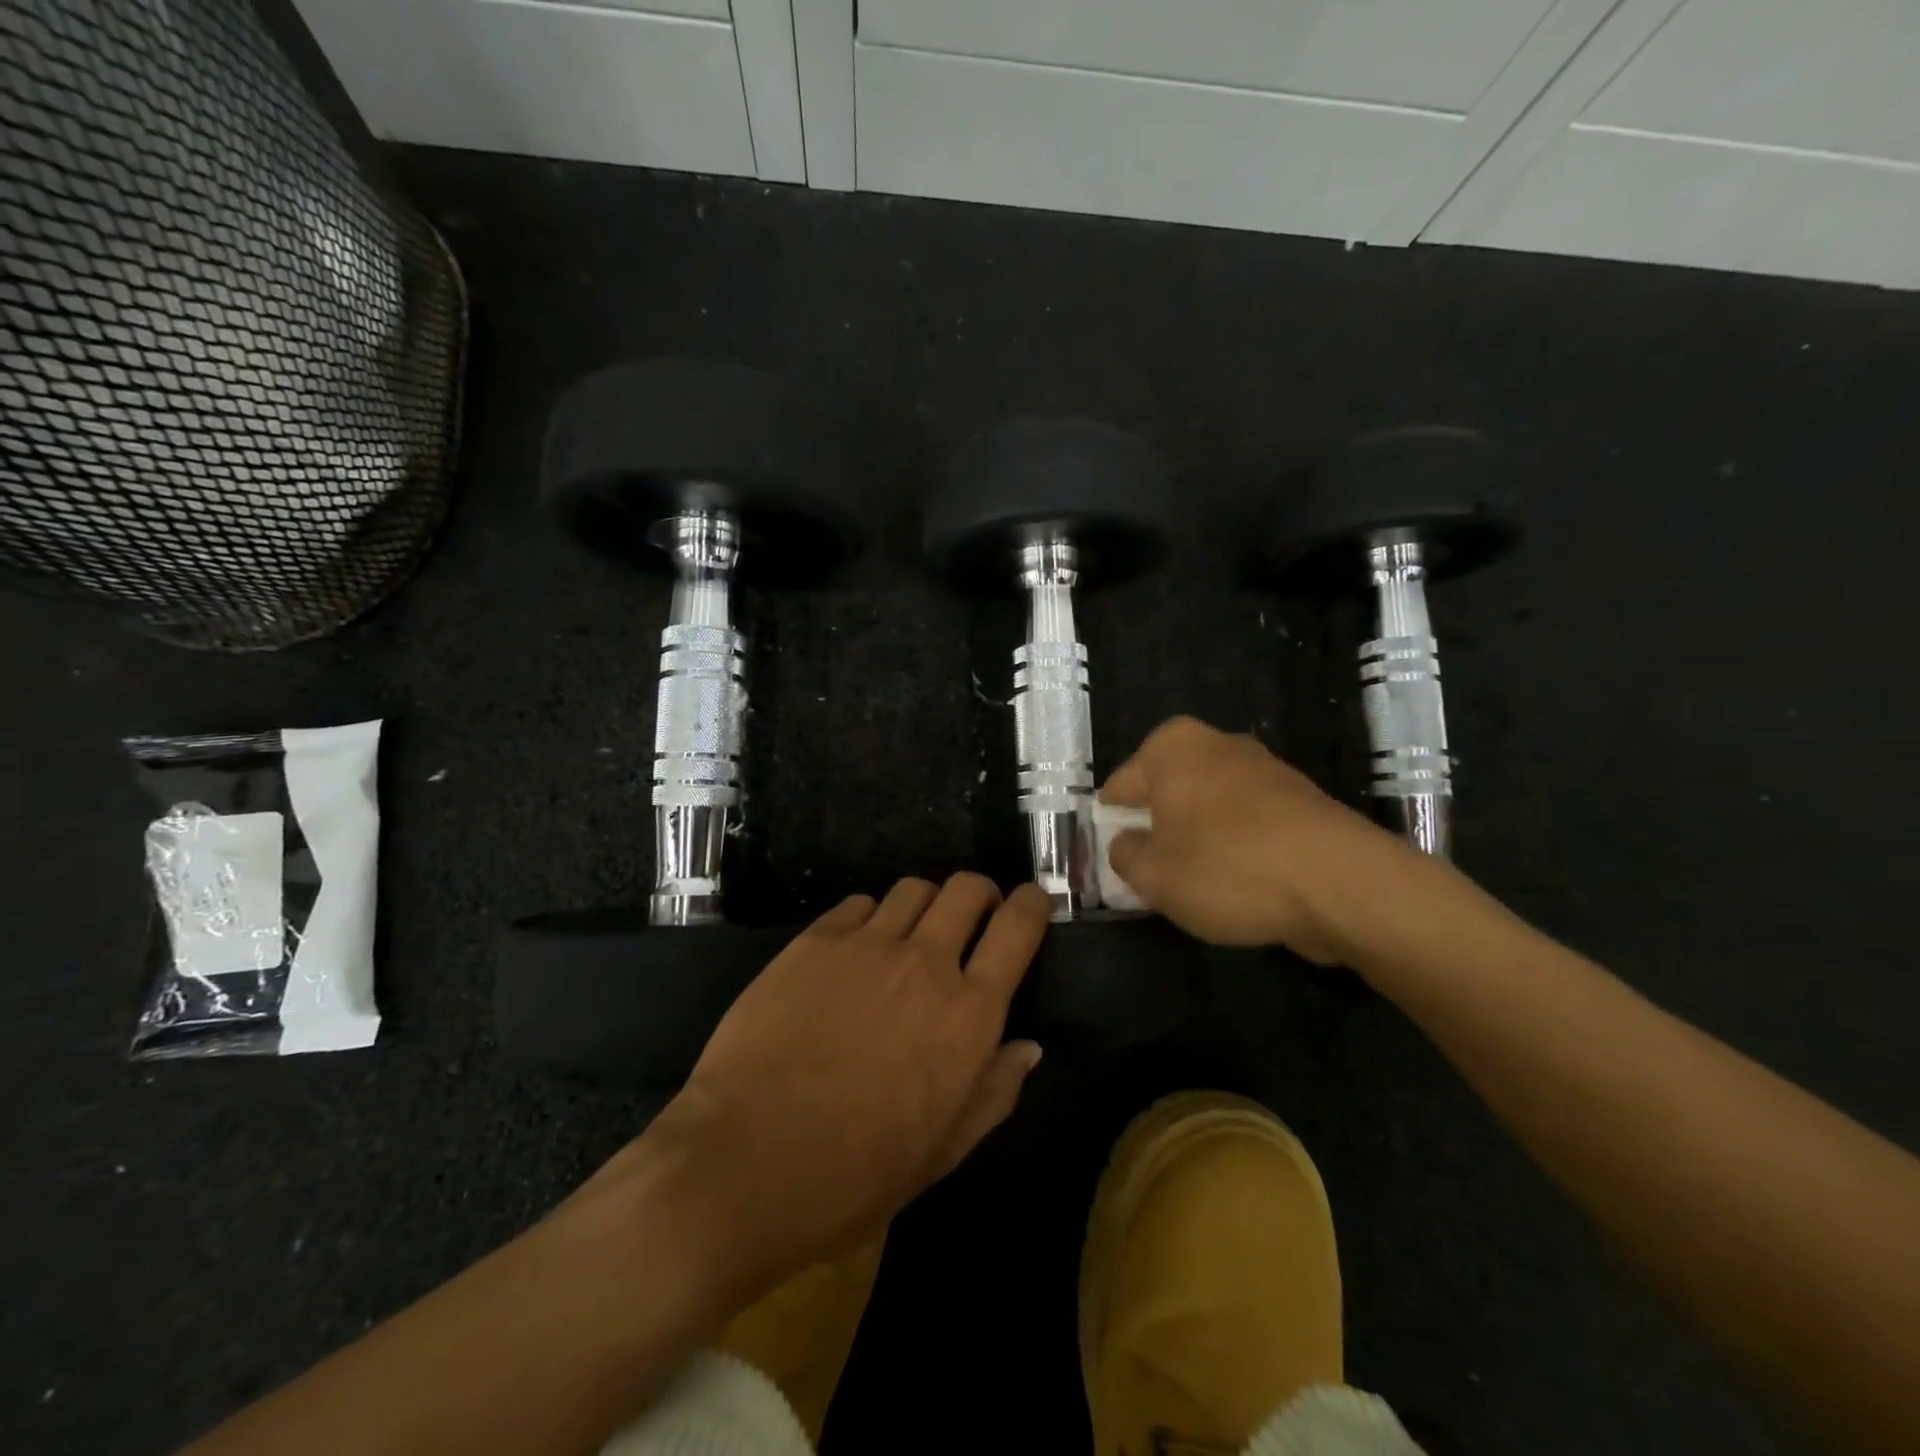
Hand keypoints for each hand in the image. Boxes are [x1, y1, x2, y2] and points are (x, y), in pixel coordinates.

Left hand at [634, 875, 1050, 1296]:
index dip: (1032, 904)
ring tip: (910, 934)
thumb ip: (995, 1091)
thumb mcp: (943, 1151)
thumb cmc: (856, 1175)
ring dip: (925, 905)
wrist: (746, 1163)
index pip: (1018, 927)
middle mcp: (925, 962)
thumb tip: (1028, 1046)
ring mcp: (866, 945)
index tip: (1032, 903)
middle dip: (979, 893)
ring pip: (913, 888)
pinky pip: (858, 904)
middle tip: (971, 916)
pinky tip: (855, 951)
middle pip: (966, 888)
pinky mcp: (814, 941)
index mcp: (969, 1013)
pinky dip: (870, 918)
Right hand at [1100, 716, 1410, 962]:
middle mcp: (1217, 743)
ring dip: (1198, 839)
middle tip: (1152, 874)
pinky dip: (1237, 847)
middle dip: (1157, 829)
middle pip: (1167, 792)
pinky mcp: (1300, 799)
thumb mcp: (1154, 876)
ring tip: (1198, 885)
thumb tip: (1126, 844)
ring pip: (1208, 808)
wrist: (1341, 882)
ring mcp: (1264, 768)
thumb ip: (1125, 857)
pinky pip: (1247, 823)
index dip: (1112, 825)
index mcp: (1172, 747)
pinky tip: (1240, 884)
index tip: (1115, 859)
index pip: (1119, 786)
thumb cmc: (1227, 868)